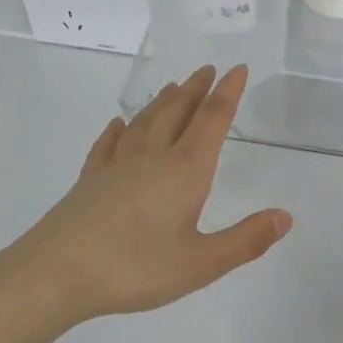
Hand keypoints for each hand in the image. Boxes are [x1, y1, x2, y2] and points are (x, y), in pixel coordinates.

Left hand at [0, 65, 291, 331]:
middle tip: (207, 70)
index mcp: (185, 171)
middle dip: (196, 89)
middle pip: (177, 112)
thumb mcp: (201, 263)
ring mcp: (116, 165)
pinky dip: (119, 130)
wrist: (57, 272)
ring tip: (173, 86)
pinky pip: (109, 144)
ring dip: (163, 101)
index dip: (227, 94)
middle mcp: (152, 157)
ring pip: (145, 121)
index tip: (237, 69)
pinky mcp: (90, 179)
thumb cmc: (135, 268)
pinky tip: (119, 125)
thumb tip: (285, 216)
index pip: (212, 121)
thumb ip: (246, 240)